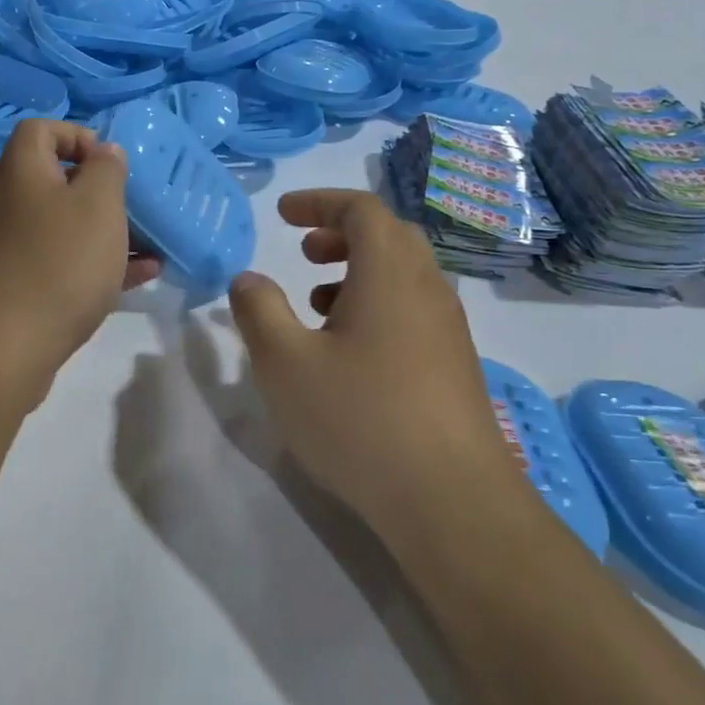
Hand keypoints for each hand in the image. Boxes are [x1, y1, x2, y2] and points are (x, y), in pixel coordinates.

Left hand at [0, 120, 160, 403]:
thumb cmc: (58, 262)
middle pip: (57, 180)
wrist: (2, 348)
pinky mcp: (20, 286)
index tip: (110, 162)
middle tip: (136, 206)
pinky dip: (98, 263)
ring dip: (108, 231)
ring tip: (152, 244)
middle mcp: (10, 203)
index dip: (77, 135)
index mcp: (22, 171)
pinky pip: (64, 262)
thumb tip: (103, 151)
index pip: (41, 129)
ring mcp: (12, 248)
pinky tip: (143, 276)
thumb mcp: (98, 205)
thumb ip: (107, 169)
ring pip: (66, 226)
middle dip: (102, 190)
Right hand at [228, 189, 519, 528]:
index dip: (319, 202)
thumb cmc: (359, 419)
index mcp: (390, 273)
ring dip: (359, 272)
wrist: (452, 502)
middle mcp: (427, 290)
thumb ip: (259, 310)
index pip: (362, 210)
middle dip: (341, 234)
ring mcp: (449, 330)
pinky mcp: (456, 366)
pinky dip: (378, 306)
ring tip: (318, 304)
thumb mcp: (285, 363)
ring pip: (404, 276)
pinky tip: (350, 352)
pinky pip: (414, 311)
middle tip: (304, 252)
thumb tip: (248, 278)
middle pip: (390, 236)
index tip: (283, 214)